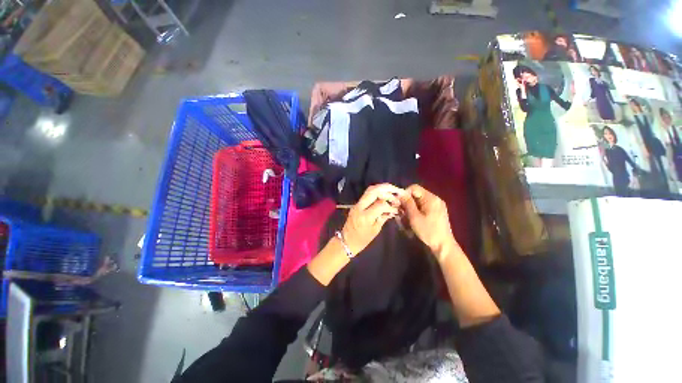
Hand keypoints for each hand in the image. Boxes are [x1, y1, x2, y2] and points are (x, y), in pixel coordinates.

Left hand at [341, 183, 403, 254]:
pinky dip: (377, 192)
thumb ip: (383, 217)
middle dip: (387, 189)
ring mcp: (357, 204)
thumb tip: (393, 209)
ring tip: (392, 190)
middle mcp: (360, 207)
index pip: (380, 204)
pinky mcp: (356, 204)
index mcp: (365, 216)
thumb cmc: (362, 239)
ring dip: (382, 188)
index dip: (390, 205)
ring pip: (369, 190)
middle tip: (397, 191)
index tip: (396, 208)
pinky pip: (367, 194)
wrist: (346, 241)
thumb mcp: (375, 230)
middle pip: (373, 191)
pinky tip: (384, 195)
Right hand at [399, 184, 456, 257]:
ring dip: (409, 208)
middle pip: (416, 195)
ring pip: (418, 201)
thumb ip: (407, 203)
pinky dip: (415, 211)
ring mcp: (436, 206)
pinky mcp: (435, 212)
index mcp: (431, 198)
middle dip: (406, 202)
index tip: (398, 203)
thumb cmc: (428, 231)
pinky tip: (411, 219)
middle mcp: (434, 199)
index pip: (414, 188)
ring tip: (405, 218)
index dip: (404, 194)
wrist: (443, 245)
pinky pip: (422, 207)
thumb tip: (400, 193)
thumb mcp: (415, 217)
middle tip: (399, 212)